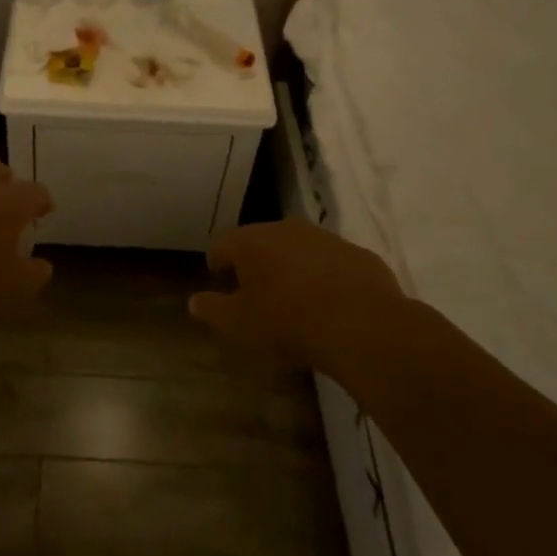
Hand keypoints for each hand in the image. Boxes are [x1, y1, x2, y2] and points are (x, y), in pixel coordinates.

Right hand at [189, 219, 405, 373]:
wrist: (362, 326)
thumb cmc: (288, 322)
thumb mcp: (239, 324)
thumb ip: (212, 310)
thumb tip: (194, 301)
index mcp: (251, 242)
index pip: (222, 244)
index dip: (217, 264)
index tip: (220, 283)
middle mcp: (286, 229)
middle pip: (261, 241)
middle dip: (255, 263)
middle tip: (256, 293)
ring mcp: (326, 239)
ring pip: (299, 249)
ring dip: (292, 267)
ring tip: (295, 299)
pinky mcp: (359, 254)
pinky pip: (332, 262)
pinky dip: (326, 277)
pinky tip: (331, 304)